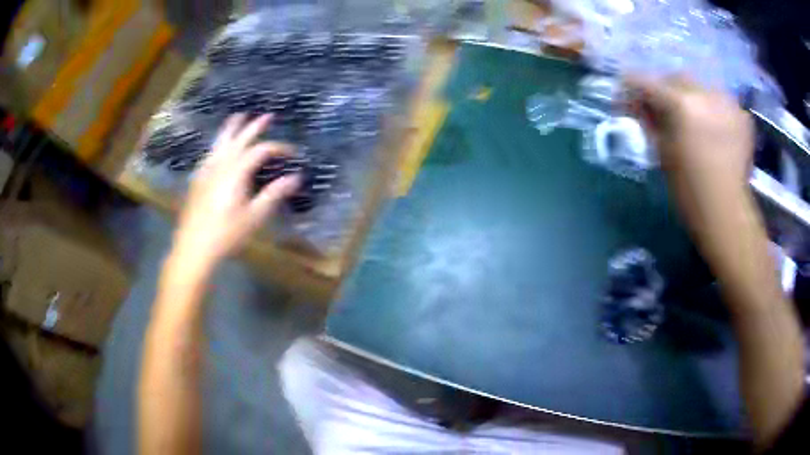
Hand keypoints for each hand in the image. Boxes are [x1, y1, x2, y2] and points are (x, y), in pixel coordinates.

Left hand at [172, 114, 299, 272]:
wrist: (194, 247)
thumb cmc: (227, 233)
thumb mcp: (255, 216)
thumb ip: (274, 194)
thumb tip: (296, 177)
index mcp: (236, 171)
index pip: (261, 150)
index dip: (278, 147)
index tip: (292, 153)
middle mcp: (220, 164)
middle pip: (239, 138)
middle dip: (254, 126)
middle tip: (267, 116)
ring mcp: (206, 170)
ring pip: (220, 142)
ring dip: (231, 128)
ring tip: (238, 117)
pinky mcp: (197, 179)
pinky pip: (210, 153)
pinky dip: (218, 144)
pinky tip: (218, 149)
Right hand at [625, 74, 754, 230]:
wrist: (727, 214)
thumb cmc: (689, 191)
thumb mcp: (662, 153)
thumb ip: (648, 121)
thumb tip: (637, 104)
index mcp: (680, 103)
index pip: (645, 81)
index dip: (630, 89)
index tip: (627, 101)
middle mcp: (704, 93)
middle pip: (675, 77)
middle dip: (665, 89)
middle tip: (663, 110)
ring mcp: (727, 101)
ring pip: (701, 86)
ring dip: (692, 98)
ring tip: (694, 120)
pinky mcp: (742, 114)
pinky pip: (721, 102)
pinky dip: (714, 110)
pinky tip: (715, 130)